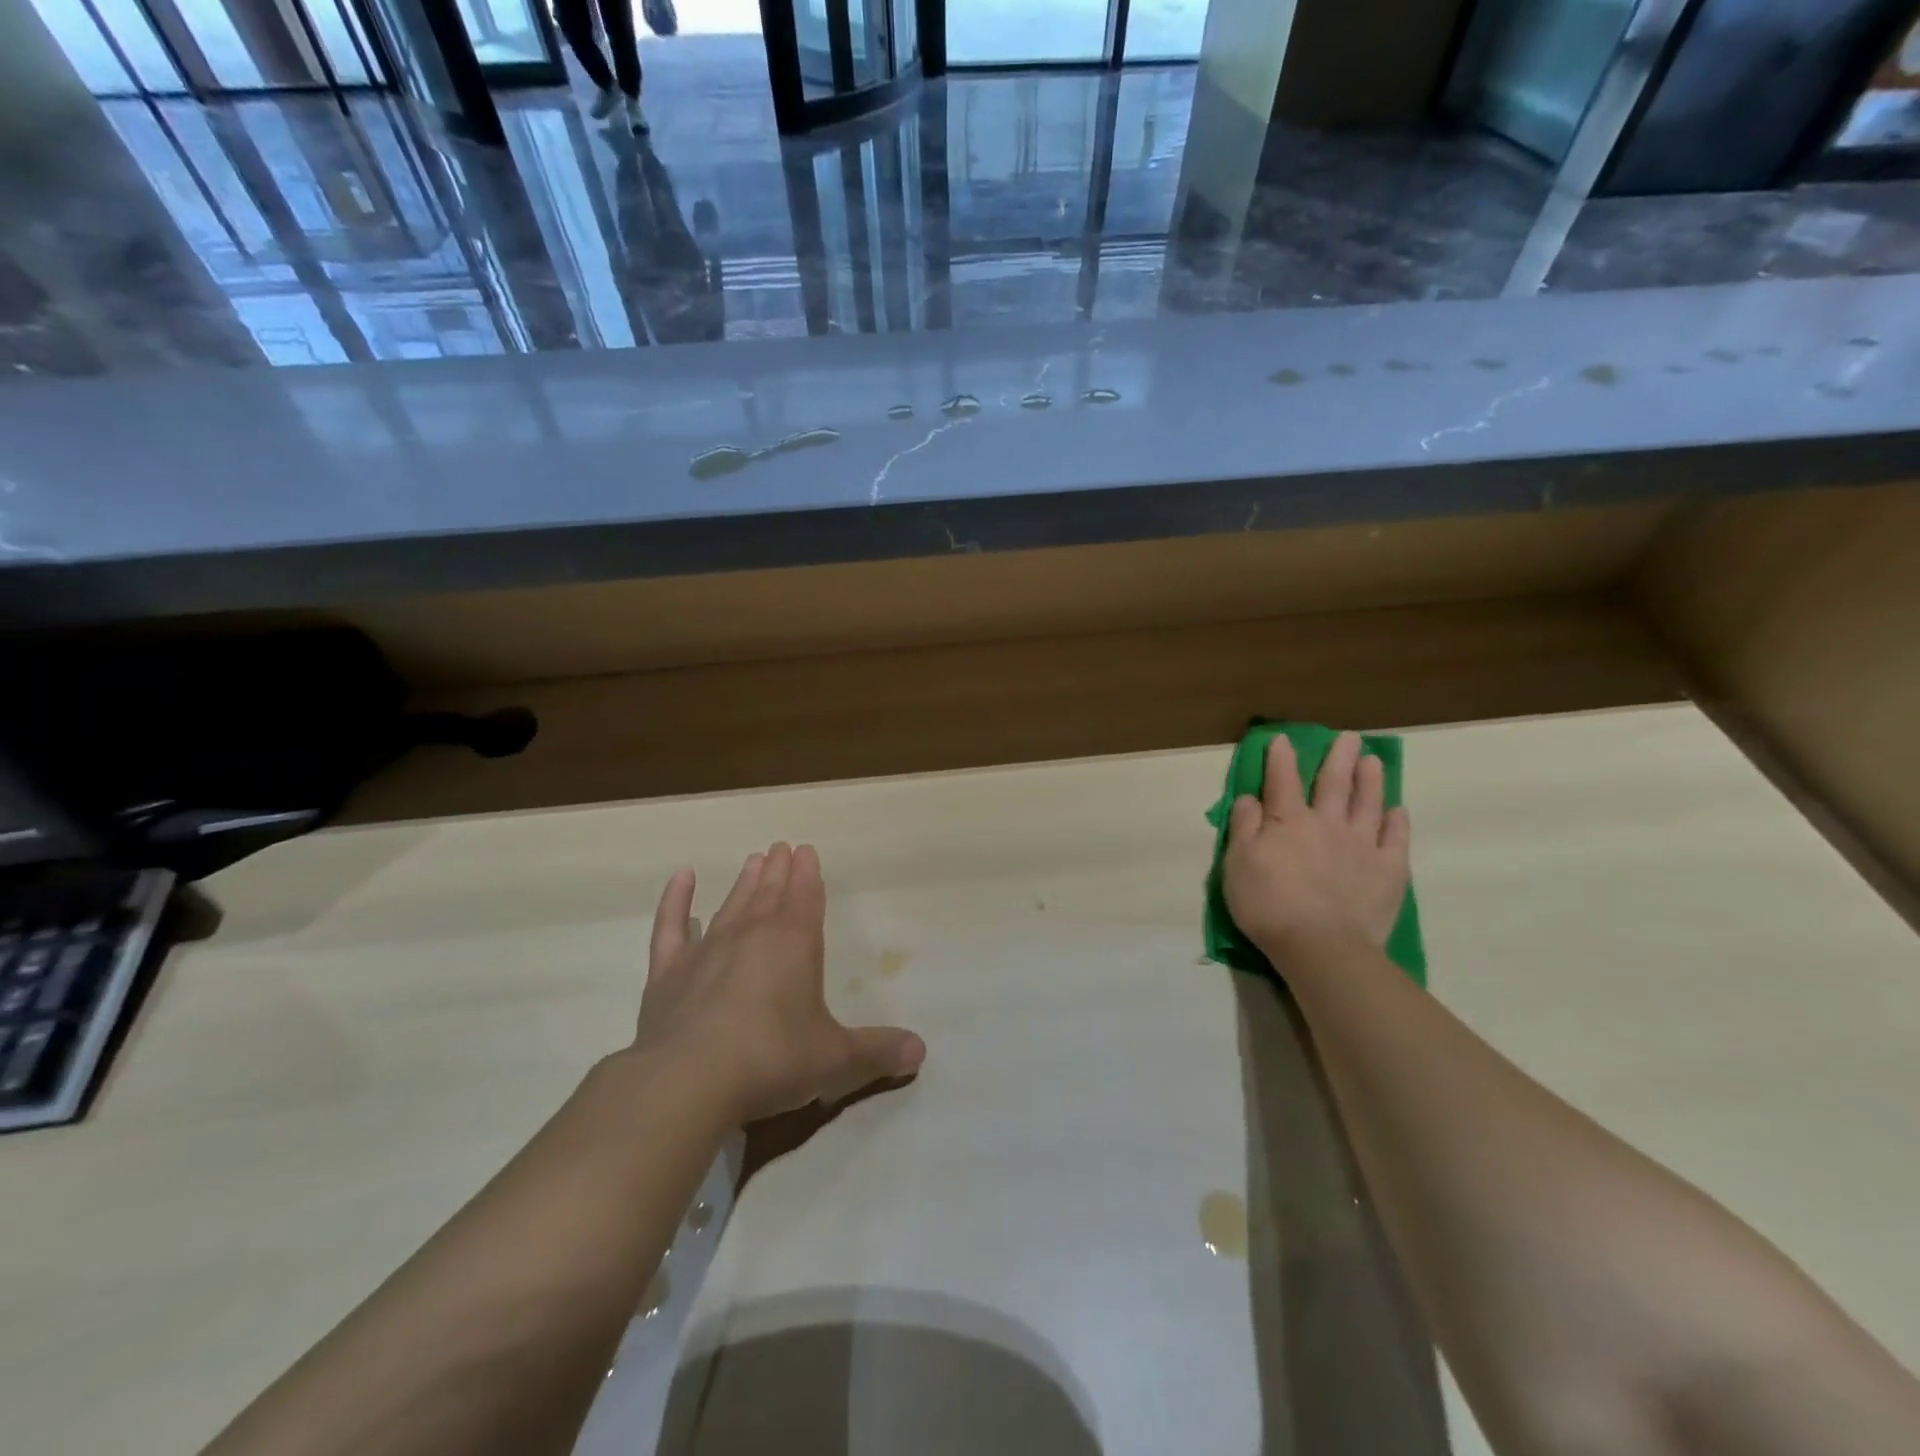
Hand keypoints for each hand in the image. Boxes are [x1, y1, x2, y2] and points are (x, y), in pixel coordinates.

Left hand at [633, 843, 925, 1124]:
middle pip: (770, 893)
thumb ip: (877, 1051)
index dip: (809, 874)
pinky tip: (681, 877)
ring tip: (753, 860)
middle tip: (782, 847)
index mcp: (795, 944)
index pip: (806, 897)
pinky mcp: (668, 973)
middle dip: (779, 871)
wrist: (688, 1081)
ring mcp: (706, 950)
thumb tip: (920, 1051)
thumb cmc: (772, 1059)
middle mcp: (752, 935)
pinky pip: (671, 926)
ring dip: (744, 882)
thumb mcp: (834, 1059)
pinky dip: (675, 900)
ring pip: (731, 904)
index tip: (806, 850)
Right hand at [1223, 731, 1410, 961]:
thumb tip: (1250, 798)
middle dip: (1338, 757)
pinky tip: (1397, 810)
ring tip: (1373, 760)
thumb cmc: (1268, 904)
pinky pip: (1396, 838)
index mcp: (1288, 820)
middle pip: (1334, 782)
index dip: (1281, 757)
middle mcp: (1328, 823)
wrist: (1322, 947)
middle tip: (1348, 738)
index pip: (1282, 779)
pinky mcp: (1389, 870)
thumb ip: (1244, 826)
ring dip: (1371, 779)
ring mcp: (1362, 844)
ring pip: (1368, 802)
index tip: (1283, 739)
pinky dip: (1397, 821)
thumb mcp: (1237, 864)